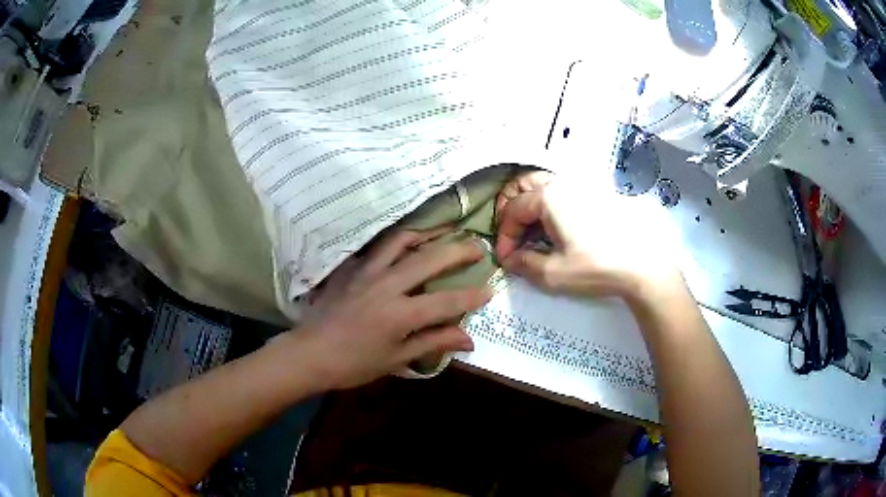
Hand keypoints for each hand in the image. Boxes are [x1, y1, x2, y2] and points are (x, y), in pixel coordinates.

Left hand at [291, 227, 490, 389]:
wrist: (310, 353)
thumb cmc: (354, 363)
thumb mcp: (397, 359)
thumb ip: (433, 343)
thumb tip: (469, 339)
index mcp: (400, 314)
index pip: (446, 301)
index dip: (471, 296)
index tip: (490, 289)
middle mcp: (386, 285)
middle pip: (429, 259)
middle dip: (458, 251)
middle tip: (477, 246)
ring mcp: (366, 271)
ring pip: (401, 241)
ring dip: (426, 233)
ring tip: (443, 231)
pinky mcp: (350, 267)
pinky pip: (377, 246)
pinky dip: (395, 241)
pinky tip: (403, 242)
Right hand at [495, 176, 682, 300]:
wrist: (641, 266)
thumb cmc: (595, 267)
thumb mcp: (553, 273)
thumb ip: (524, 264)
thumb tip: (510, 259)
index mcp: (549, 197)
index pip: (513, 211)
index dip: (504, 236)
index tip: (506, 258)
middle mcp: (563, 183)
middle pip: (523, 186)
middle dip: (510, 209)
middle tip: (510, 234)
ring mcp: (581, 185)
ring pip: (543, 184)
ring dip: (528, 203)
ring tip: (529, 228)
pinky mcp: (596, 193)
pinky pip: (562, 190)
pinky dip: (548, 203)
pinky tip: (553, 225)